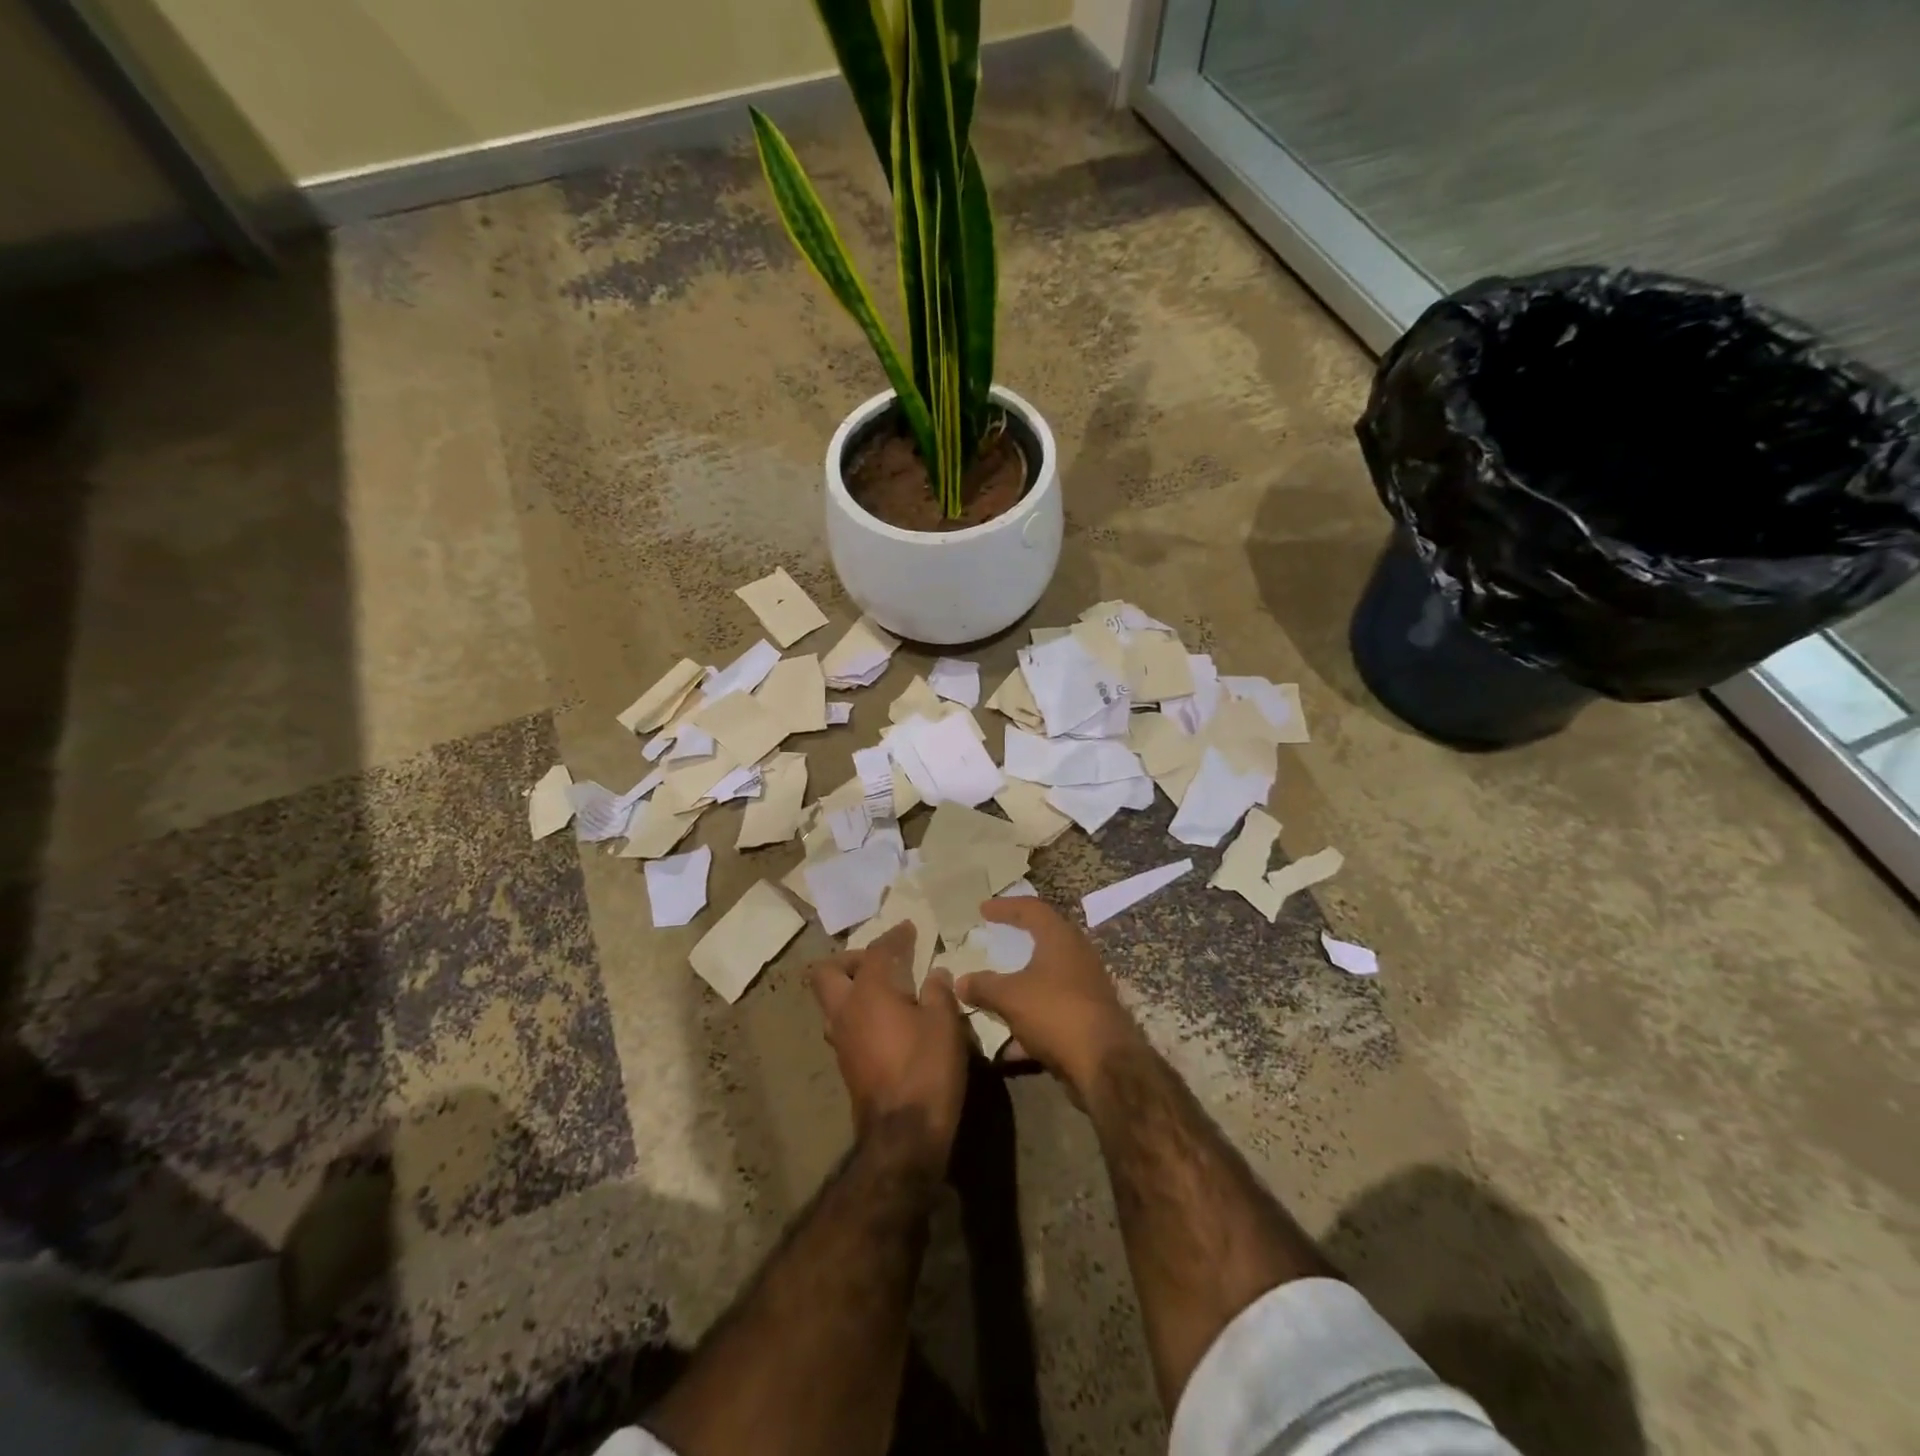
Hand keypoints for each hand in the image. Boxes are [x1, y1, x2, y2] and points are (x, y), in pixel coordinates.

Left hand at [807, 922, 968, 1168]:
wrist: (904, 1137)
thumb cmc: (926, 1069)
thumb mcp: (945, 1024)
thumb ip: (938, 992)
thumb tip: (935, 975)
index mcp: (868, 993)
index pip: (877, 951)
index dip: (895, 936)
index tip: (909, 929)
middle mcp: (845, 1011)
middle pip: (828, 972)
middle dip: (851, 960)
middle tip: (882, 961)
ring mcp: (840, 1041)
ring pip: (832, 1002)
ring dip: (852, 989)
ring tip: (886, 991)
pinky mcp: (846, 1065)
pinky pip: (844, 1025)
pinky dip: (860, 1014)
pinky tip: (888, 1022)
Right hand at [955, 898, 1143, 1097]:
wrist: (1105, 1064)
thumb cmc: (1055, 1012)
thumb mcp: (1010, 997)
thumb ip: (983, 986)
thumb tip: (960, 982)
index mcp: (1060, 938)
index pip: (1031, 909)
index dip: (1005, 906)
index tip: (983, 909)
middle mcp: (1077, 955)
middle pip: (1045, 939)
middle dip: (1019, 940)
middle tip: (997, 938)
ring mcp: (1086, 987)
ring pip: (1047, 977)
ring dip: (1022, 984)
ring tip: (996, 989)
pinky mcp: (1089, 1017)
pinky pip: (1052, 1009)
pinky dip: (1030, 1018)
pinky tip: (1009, 1043)